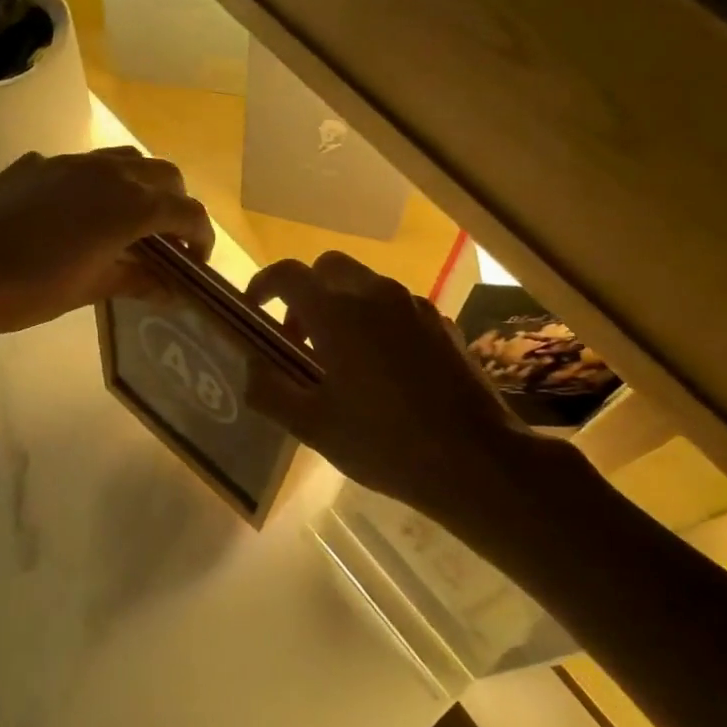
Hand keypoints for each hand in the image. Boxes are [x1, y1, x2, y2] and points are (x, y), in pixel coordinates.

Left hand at [0, 148, 213, 336]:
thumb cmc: (30, 289)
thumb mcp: (91, 289)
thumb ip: (138, 281)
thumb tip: (172, 290)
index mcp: (129, 206)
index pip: (187, 211)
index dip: (201, 236)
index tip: (195, 261)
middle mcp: (108, 172)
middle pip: (164, 175)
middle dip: (176, 204)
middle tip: (166, 240)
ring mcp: (70, 162)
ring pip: (125, 160)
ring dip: (140, 186)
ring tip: (127, 222)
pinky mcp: (38, 164)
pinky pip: (83, 165)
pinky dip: (98, 185)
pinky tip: (75, 216)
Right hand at [247, 252, 552, 517]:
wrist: (477, 459)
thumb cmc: (385, 443)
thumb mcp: (313, 427)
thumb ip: (270, 390)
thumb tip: (249, 366)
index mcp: (337, 313)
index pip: (288, 274)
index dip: (263, 285)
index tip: (254, 311)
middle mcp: (375, 294)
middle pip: (328, 268)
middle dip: (305, 293)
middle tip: (299, 339)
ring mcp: (414, 305)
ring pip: (365, 284)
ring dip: (341, 306)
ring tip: (341, 359)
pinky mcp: (442, 322)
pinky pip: (396, 306)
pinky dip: (376, 320)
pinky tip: (383, 369)